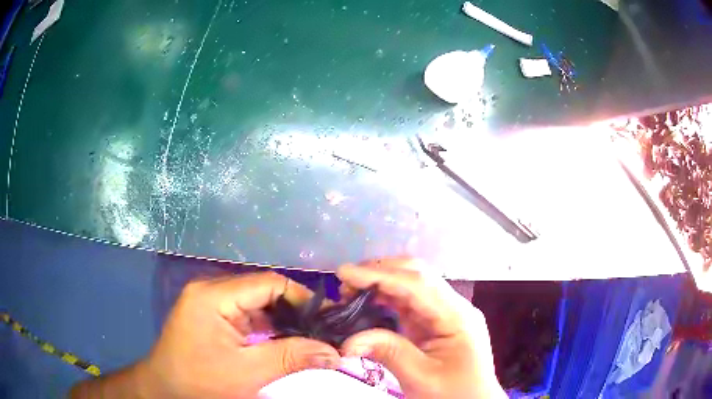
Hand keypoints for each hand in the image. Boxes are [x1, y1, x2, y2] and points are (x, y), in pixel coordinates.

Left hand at [71, 272, 340, 397]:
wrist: (164, 388)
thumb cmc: (200, 381)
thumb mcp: (247, 373)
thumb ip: (290, 357)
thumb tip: (333, 353)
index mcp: (214, 295)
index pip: (267, 283)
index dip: (300, 298)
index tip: (325, 320)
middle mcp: (210, 290)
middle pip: (262, 291)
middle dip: (293, 311)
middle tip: (320, 330)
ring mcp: (209, 301)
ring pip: (255, 303)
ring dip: (280, 320)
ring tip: (307, 336)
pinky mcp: (210, 314)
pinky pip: (245, 314)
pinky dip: (266, 327)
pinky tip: (282, 341)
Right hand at [338, 258, 506, 398]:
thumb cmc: (453, 394)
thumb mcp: (421, 378)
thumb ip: (388, 353)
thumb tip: (348, 340)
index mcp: (457, 316)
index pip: (417, 284)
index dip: (379, 275)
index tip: (344, 273)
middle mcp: (454, 307)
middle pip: (418, 276)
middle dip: (381, 272)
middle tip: (346, 282)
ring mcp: (446, 314)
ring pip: (413, 286)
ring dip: (382, 283)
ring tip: (351, 291)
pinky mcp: (437, 323)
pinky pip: (411, 303)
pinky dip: (388, 298)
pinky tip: (369, 302)